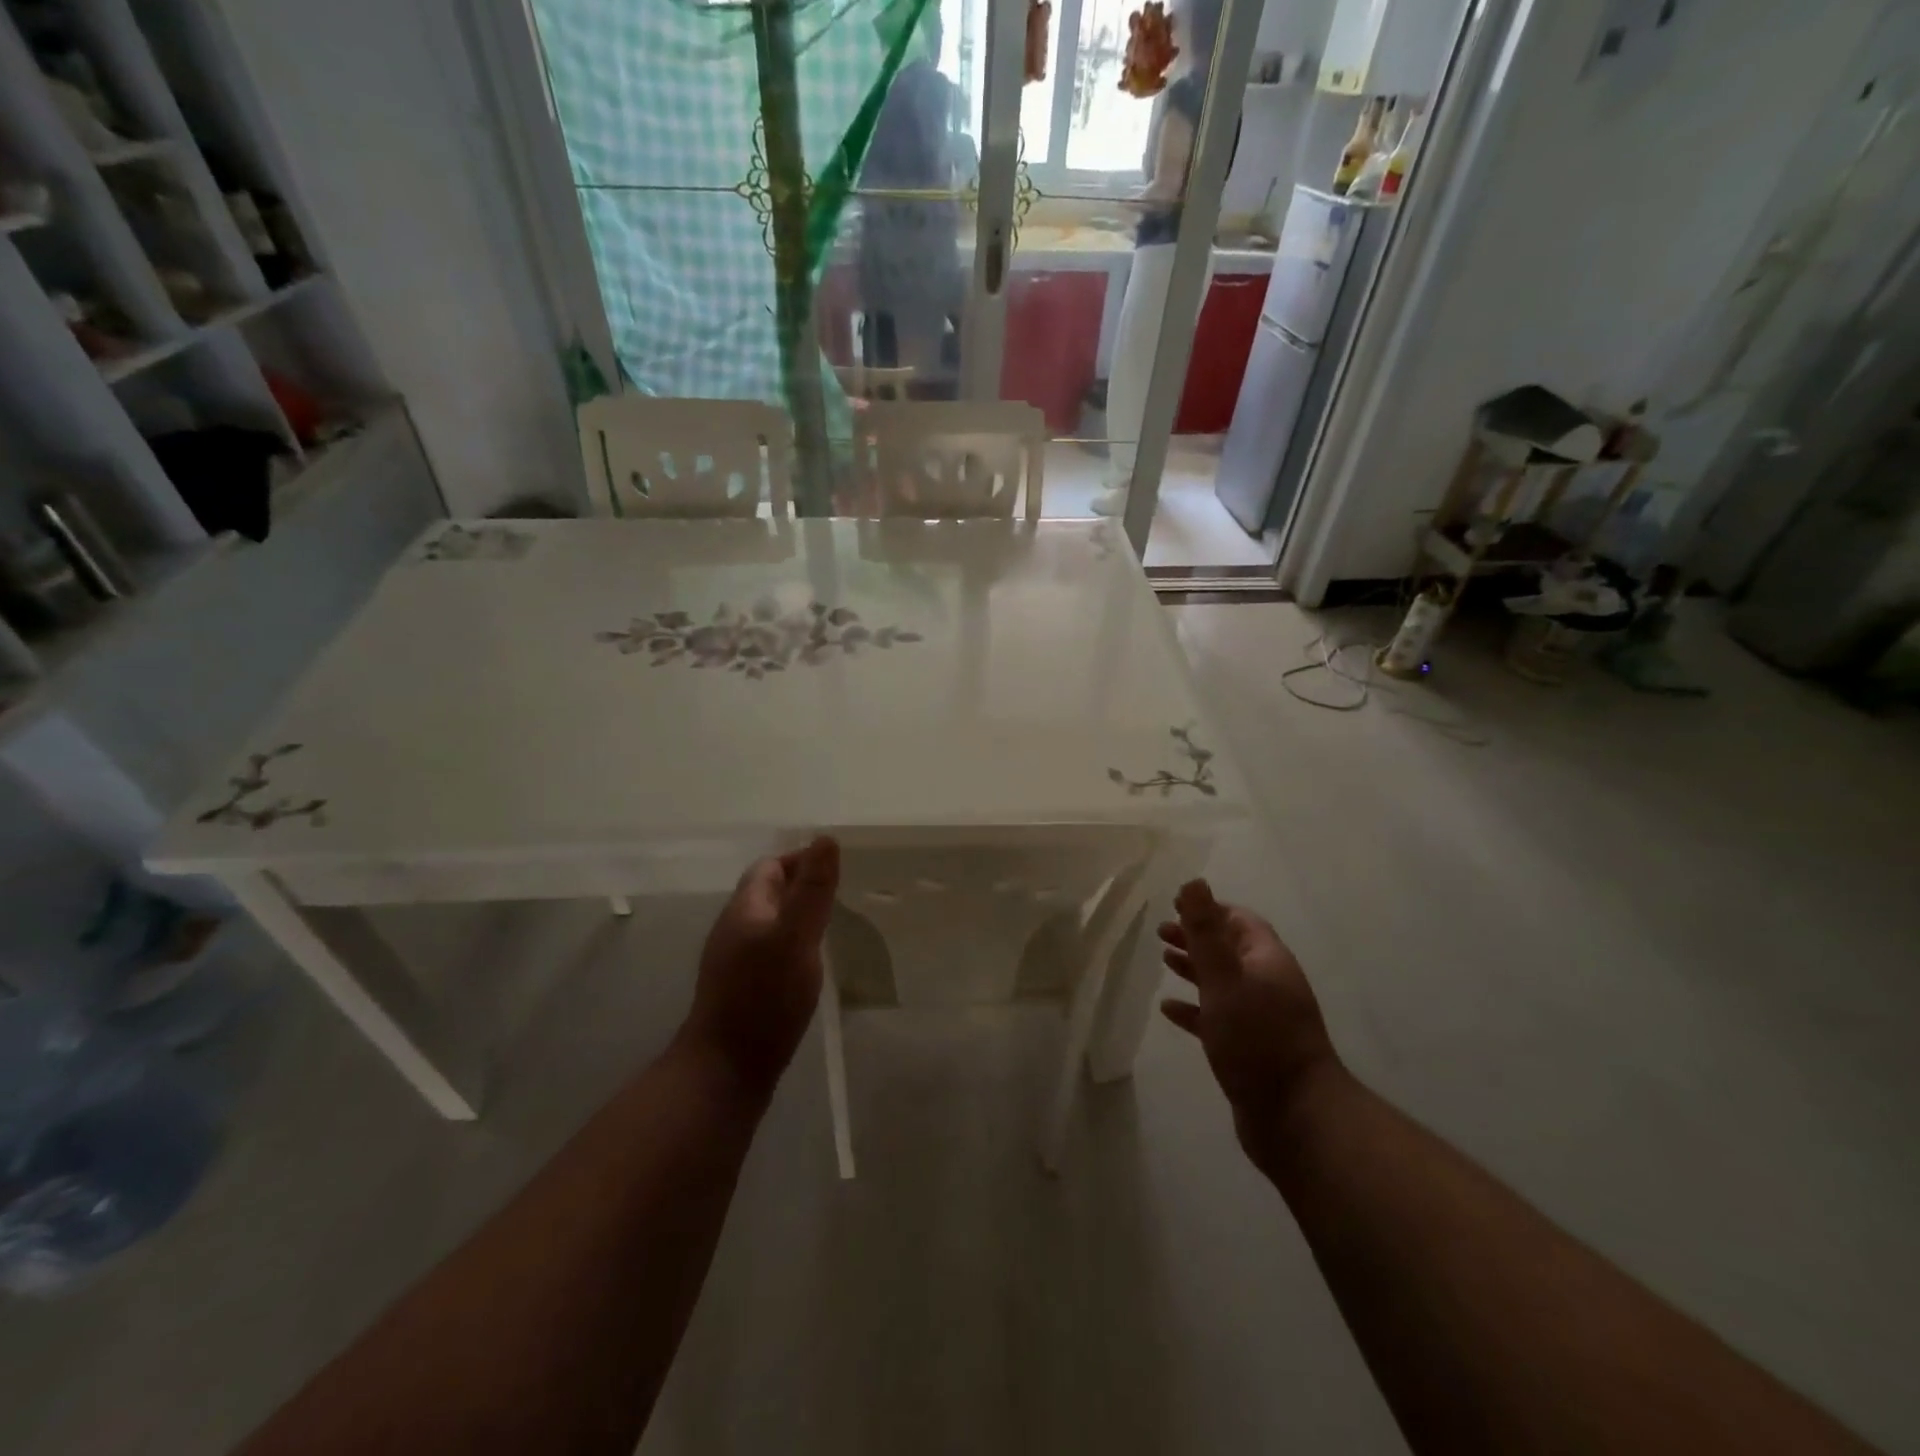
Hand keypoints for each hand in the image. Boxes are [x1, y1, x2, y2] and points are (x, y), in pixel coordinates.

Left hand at [680, 837, 839, 1100]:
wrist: (725, 1068)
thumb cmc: (765, 996)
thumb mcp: (796, 937)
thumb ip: (813, 889)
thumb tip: (826, 838)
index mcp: (745, 909)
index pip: (769, 867)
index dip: (799, 860)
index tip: (833, 868)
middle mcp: (734, 929)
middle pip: (766, 893)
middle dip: (799, 885)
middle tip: (837, 894)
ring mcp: (733, 961)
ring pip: (767, 922)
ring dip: (795, 915)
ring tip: (828, 925)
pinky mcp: (740, 989)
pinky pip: (767, 950)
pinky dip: (790, 944)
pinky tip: (807, 963)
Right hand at [1159, 880, 1343, 1169]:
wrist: (1295, 1117)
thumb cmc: (1257, 1038)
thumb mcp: (1224, 978)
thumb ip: (1206, 931)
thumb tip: (1195, 881)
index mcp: (1268, 961)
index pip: (1240, 921)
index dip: (1210, 909)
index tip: (1176, 903)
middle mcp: (1268, 984)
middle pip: (1229, 949)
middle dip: (1197, 937)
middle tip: (1161, 931)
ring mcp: (1261, 1018)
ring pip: (1223, 982)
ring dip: (1195, 969)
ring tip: (1164, 960)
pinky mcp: (1249, 1048)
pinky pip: (1218, 1017)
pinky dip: (1194, 1008)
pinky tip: (1169, 1009)